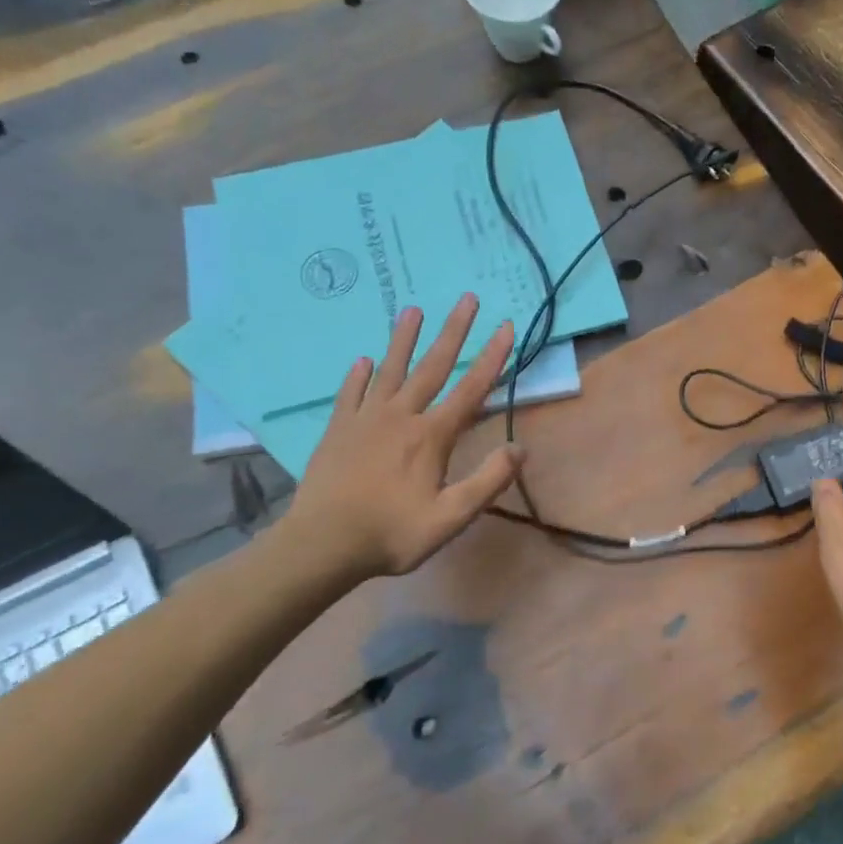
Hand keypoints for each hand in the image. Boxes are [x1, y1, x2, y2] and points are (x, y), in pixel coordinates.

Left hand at [283, 294, 523, 581]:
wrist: (322, 545)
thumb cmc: (392, 533)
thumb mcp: (451, 517)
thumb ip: (488, 481)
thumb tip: (520, 449)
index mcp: (432, 436)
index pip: (471, 389)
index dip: (492, 357)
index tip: (506, 326)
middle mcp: (401, 417)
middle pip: (433, 367)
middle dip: (453, 331)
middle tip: (467, 298)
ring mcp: (365, 420)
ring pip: (390, 370)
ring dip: (404, 339)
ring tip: (412, 309)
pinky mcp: (338, 430)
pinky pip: (350, 394)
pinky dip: (358, 376)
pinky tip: (362, 361)